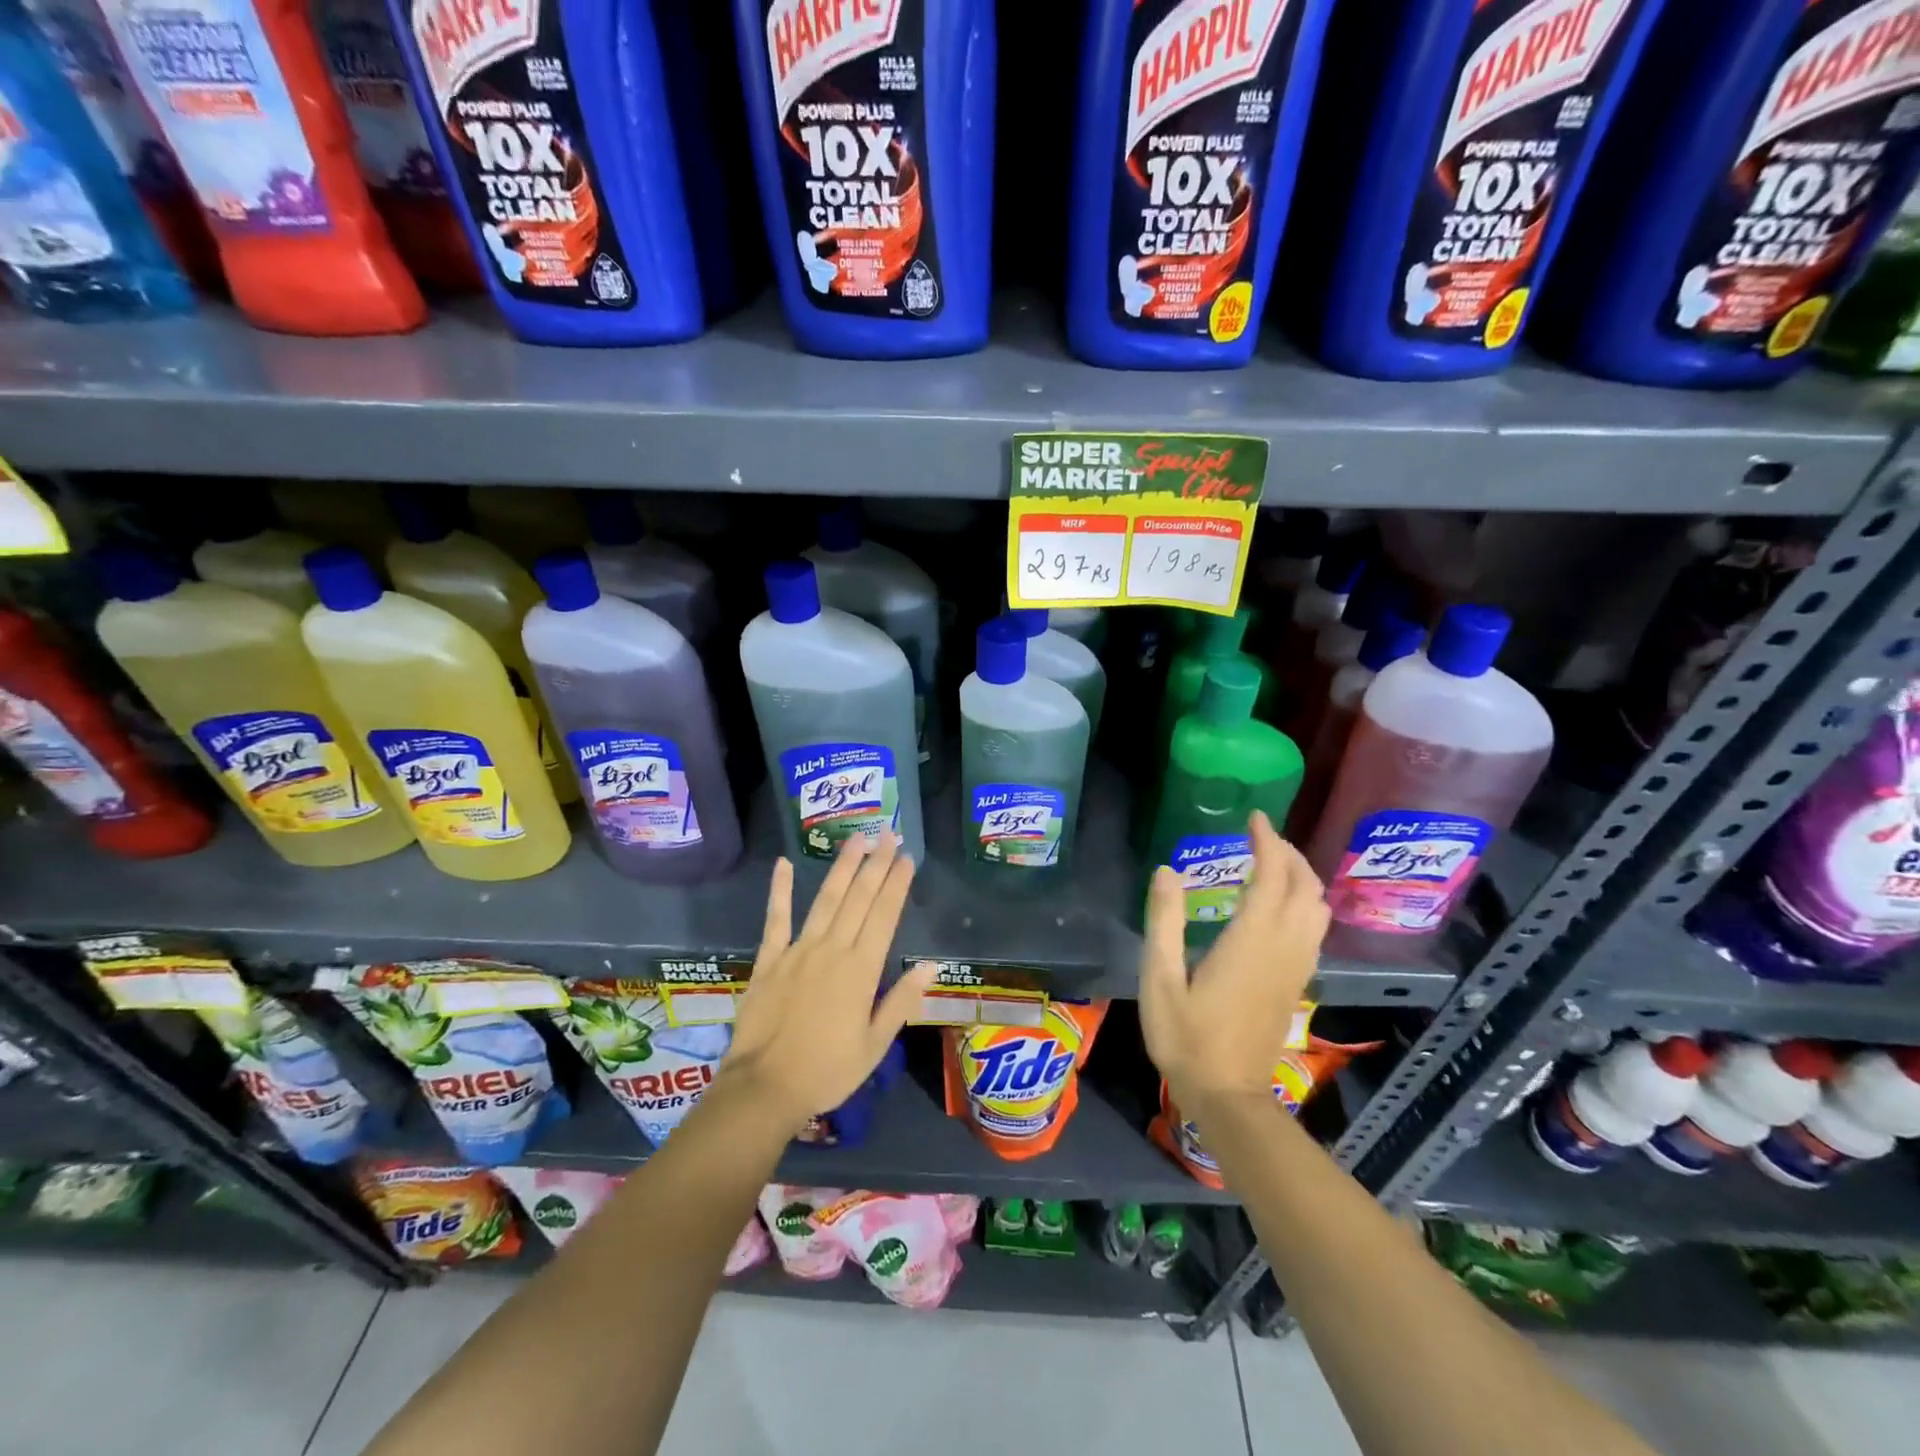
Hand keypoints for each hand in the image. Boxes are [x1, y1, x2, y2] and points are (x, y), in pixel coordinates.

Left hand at [721, 833, 932, 1132]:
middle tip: (888, 835)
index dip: (897, 884)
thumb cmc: (827, 1072)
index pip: (884, 916)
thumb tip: (929, 966)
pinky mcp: (769, 960)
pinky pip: (775, 919)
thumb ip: (901, 1002)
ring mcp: (797, 951)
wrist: (764, 1089)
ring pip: (825, 901)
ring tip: (855, 840)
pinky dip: (780, 891)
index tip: (907, 858)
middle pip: (858, 899)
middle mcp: (832, 950)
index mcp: (860, 971)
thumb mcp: (875, 1046)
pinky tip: (784, 864)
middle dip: (876, 865)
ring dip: (842, 868)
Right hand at [1139, 810, 1328, 1111]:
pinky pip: (1315, 928)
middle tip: (1260, 835)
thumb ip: (1164, 922)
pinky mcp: (1297, 982)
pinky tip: (1280, 904)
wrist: (1228, 1094)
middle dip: (1288, 853)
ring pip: (1317, 907)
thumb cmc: (1187, 1037)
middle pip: (1304, 886)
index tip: (1253, 818)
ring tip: (1272, 862)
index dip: (1267, 842)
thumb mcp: (1160, 979)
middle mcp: (1283, 947)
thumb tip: (1167, 871)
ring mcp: (1296, 966)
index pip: (1272, 876)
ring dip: (1301, 876)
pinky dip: (1304, 901)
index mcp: (1251, 940)